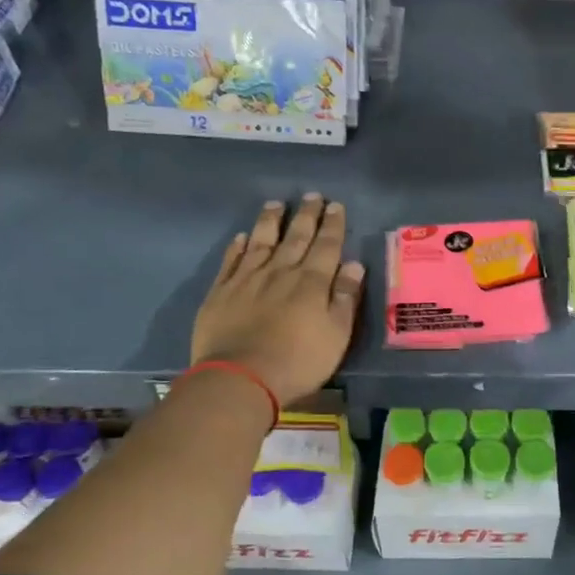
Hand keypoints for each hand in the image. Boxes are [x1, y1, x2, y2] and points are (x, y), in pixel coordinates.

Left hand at [190, 195, 365, 405]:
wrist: (240, 378)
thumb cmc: (299, 361)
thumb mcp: (337, 334)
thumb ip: (346, 297)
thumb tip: (354, 264)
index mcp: (312, 281)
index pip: (326, 245)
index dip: (333, 224)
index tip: (336, 206)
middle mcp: (280, 271)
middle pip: (296, 236)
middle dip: (306, 215)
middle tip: (312, 196)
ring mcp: (247, 279)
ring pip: (262, 241)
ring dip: (271, 221)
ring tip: (276, 204)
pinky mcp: (221, 292)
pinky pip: (232, 261)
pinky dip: (239, 246)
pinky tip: (242, 237)